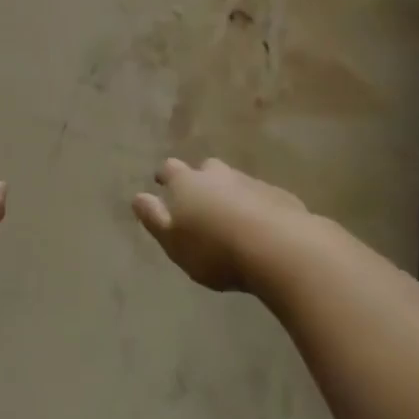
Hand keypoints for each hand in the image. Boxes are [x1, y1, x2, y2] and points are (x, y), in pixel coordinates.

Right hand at [132, 157, 307, 291]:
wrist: (279, 249)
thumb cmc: (215, 249)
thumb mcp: (173, 241)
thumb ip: (153, 218)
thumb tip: (137, 197)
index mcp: (187, 183)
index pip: (170, 169)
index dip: (165, 176)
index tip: (161, 182)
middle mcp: (218, 175)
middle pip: (206, 169)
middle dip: (201, 180)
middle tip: (200, 199)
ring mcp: (251, 183)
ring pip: (235, 182)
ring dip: (231, 194)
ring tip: (231, 217)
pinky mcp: (280, 197)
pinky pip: (262, 198)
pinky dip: (257, 207)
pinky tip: (261, 227)